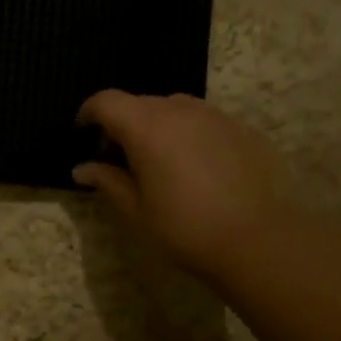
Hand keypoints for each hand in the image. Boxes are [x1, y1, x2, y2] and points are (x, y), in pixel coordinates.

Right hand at [75, 91, 296, 283]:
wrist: (257, 239)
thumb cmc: (183, 228)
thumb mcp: (135, 210)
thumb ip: (107, 181)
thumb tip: (82, 168)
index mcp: (146, 127)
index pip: (107, 102)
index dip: (90, 113)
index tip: (84, 132)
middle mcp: (180, 110)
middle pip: (141, 103)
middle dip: (124, 123)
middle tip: (120, 158)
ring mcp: (217, 117)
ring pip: (177, 109)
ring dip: (160, 127)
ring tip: (161, 162)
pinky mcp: (244, 130)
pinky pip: (207, 123)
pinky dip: (192, 136)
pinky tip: (199, 171)